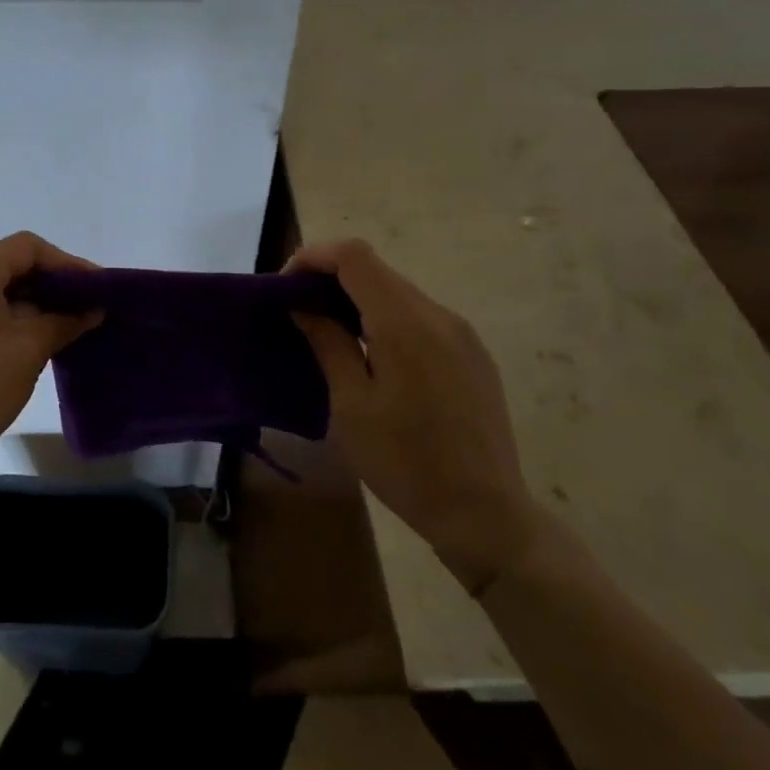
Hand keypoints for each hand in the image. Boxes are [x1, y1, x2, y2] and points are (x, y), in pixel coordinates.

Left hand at [0, 231, 102, 469]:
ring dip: (31, 302)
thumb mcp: (29, 350)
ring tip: (66, 325)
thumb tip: (93, 309)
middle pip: (10, 264)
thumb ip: (65, 321)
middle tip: (87, 308)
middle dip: (51, 284)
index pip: (28, 247)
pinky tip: (32, 337)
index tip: (96, 289)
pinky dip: (8, 315)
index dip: (67, 263)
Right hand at [289, 238, 541, 594]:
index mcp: (405, 322)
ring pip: (399, 294)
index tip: (286, 287)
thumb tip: (304, 306)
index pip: (354, 256)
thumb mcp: (351, 405)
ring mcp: (462, 334)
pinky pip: (422, 318)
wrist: (484, 513)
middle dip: (332, 279)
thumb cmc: (405, 462)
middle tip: (300, 313)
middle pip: (377, 271)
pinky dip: (387, 320)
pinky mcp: (473, 355)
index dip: (314, 257)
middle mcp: (439, 315)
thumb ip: (328, 343)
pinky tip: (374, 358)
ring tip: (330, 335)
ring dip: (359, 301)